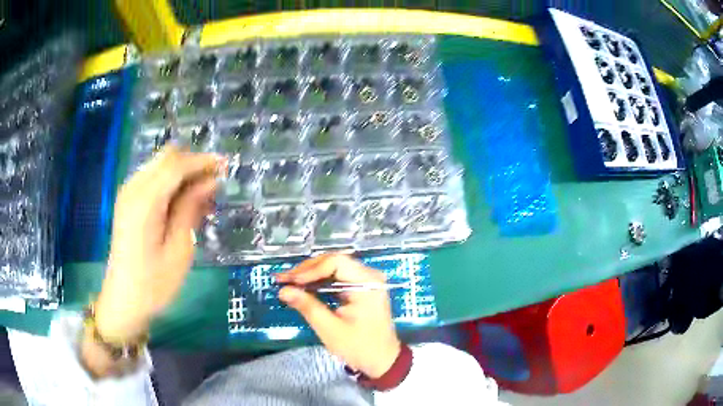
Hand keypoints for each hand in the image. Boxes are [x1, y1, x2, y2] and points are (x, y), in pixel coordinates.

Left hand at [95, 146, 222, 341]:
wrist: (124, 300)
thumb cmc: (154, 284)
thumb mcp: (179, 250)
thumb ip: (190, 209)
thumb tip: (209, 181)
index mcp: (145, 202)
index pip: (176, 165)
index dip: (202, 161)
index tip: (226, 166)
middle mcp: (133, 188)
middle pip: (167, 157)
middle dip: (193, 163)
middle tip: (214, 183)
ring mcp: (128, 193)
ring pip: (160, 165)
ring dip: (183, 173)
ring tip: (203, 197)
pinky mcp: (128, 201)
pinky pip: (153, 178)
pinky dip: (171, 183)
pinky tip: (183, 203)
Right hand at [276, 254, 400, 378]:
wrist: (382, 361)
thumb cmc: (359, 347)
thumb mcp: (330, 329)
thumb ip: (307, 306)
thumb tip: (283, 290)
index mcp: (367, 283)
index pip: (336, 262)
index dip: (310, 269)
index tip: (290, 281)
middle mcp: (369, 276)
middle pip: (334, 262)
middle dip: (307, 271)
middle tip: (284, 280)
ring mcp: (366, 281)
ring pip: (333, 268)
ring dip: (311, 276)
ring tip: (288, 283)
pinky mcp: (361, 288)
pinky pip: (338, 278)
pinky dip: (320, 282)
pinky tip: (303, 288)